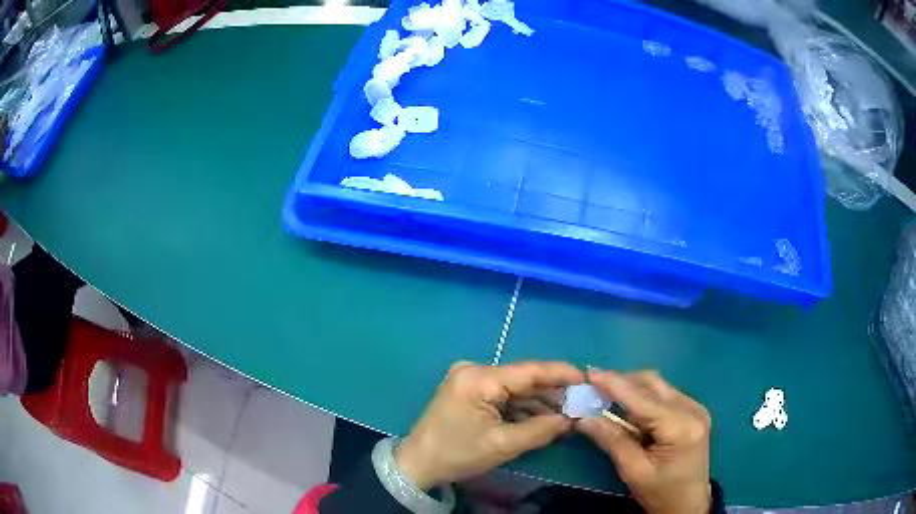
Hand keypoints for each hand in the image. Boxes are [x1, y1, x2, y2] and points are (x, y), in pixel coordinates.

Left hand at [395, 361, 584, 489]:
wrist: (417, 464)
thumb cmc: (457, 454)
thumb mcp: (503, 445)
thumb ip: (541, 430)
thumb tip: (570, 419)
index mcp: (479, 378)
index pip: (529, 371)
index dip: (561, 374)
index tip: (587, 378)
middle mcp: (475, 371)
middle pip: (523, 380)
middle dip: (552, 394)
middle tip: (581, 404)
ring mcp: (471, 381)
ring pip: (515, 389)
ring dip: (539, 403)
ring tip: (568, 415)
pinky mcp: (470, 393)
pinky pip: (503, 397)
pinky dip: (523, 409)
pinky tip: (544, 419)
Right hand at [577, 370, 711, 513]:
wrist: (688, 504)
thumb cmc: (661, 493)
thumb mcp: (634, 471)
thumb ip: (612, 441)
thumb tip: (584, 419)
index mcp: (680, 427)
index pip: (642, 399)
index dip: (615, 384)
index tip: (590, 373)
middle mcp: (692, 409)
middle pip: (653, 384)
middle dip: (623, 382)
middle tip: (595, 387)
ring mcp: (695, 408)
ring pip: (658, 387)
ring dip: (632, 390)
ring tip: (606, 399)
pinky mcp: (693, 412)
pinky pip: (663, 396)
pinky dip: (643, 399)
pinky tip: (627, 411)